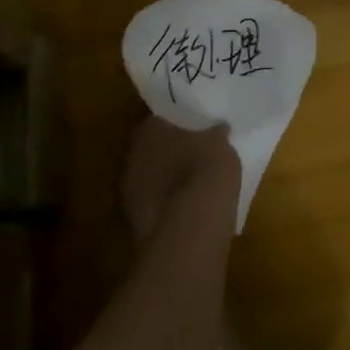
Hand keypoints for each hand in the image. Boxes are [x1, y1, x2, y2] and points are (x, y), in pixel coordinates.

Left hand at [121, 116, 240, 245]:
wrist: (190, 229)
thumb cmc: (204, 170)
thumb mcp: (220, 143)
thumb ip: (215, 134)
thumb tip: (218, 128)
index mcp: (148, 130)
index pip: (160, 119)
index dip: (177, 124)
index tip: (194, 128)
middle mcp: (131, 157)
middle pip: (151, 149)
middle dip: (170, 152)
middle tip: (194, 153)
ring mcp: (129, 193)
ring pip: (151, 178)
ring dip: (167, 180)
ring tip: (193, 183)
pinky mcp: (136, 223)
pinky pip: (155, 204)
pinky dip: (168, 204)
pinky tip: (189, 208)